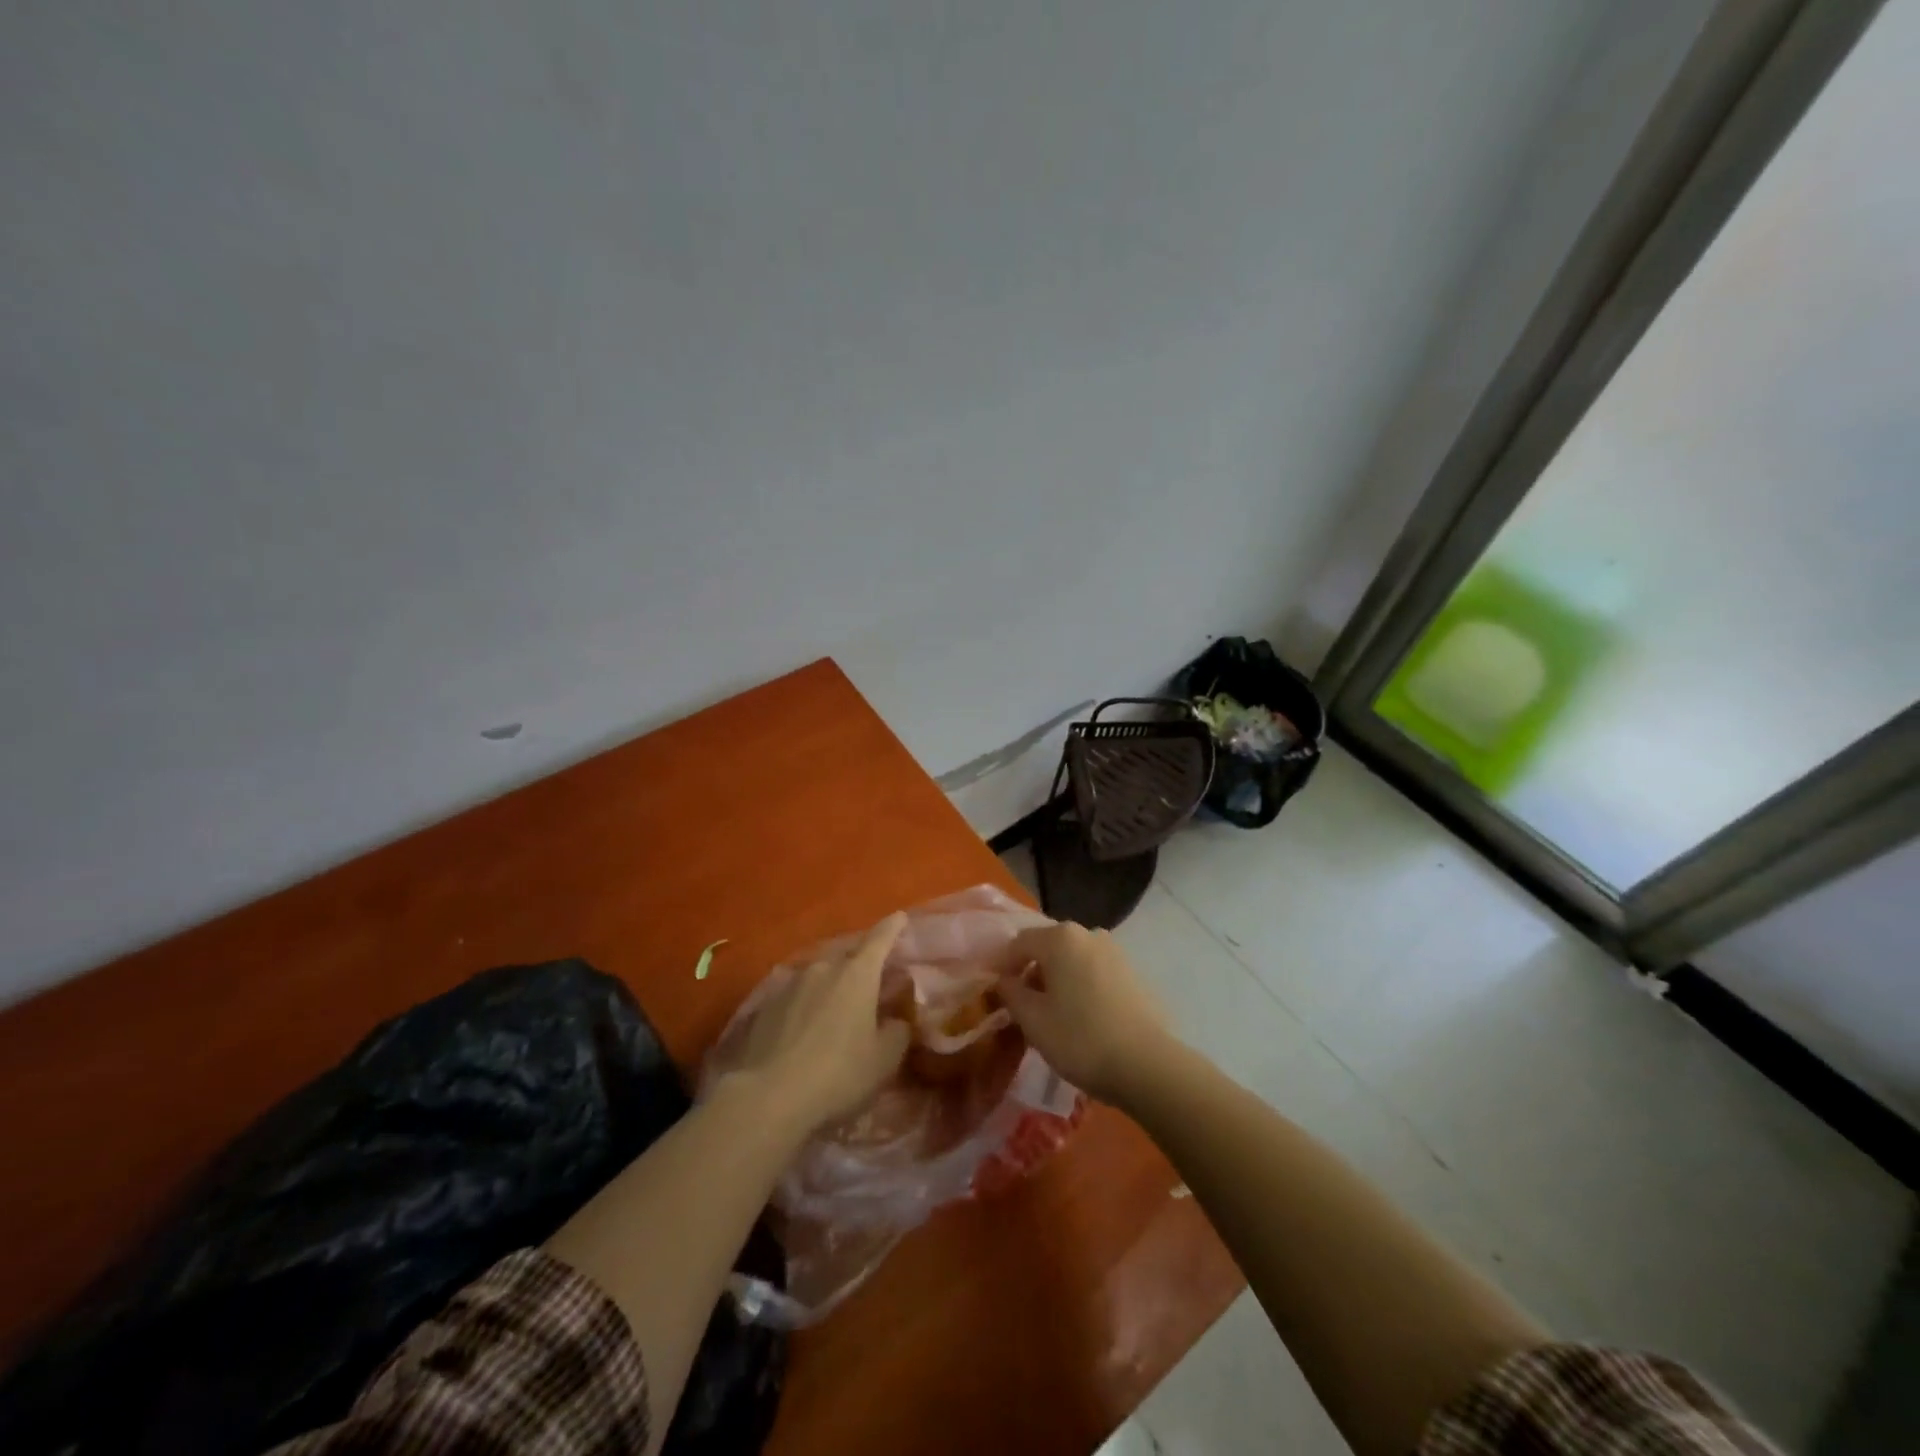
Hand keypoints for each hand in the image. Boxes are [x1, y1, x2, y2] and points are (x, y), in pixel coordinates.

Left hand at [728, 912, 912, 1135]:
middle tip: (871, 978)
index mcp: (857, 974)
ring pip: (818, 975)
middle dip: (861, 962)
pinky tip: (804, 1027)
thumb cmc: (838, 1074)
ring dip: (830, 985)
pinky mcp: (764, 1005)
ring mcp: (790, 984)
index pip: (880, 939)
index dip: (892, 927)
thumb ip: (898, 1032)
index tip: (900, 917)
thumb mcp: (883, 1060)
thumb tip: (897, 1020)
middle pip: (847, 955)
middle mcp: (823, 968)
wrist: (767, 1097)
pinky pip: (794, 995)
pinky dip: (805, 1004)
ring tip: (835, 1007)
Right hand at [992, 922, 1173, 1104]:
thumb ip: (1011, 993)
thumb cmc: (1080, 1038)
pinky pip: (1094, 972)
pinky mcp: (1133, 973)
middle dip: (1031, 972)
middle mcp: (1088, 934)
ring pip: (1073, 960)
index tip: (995, 993)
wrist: (1147, 1064)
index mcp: (1060, 938)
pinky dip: (1081, 986)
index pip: (1018, 942)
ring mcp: (1115, 951)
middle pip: (1048, 947)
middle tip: (1022, 1006)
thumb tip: (1005, 980)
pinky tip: (1081, 1017)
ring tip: (1051, 1014)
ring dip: (1057, 980)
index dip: (1002, 966)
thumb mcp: (1033, 1020)